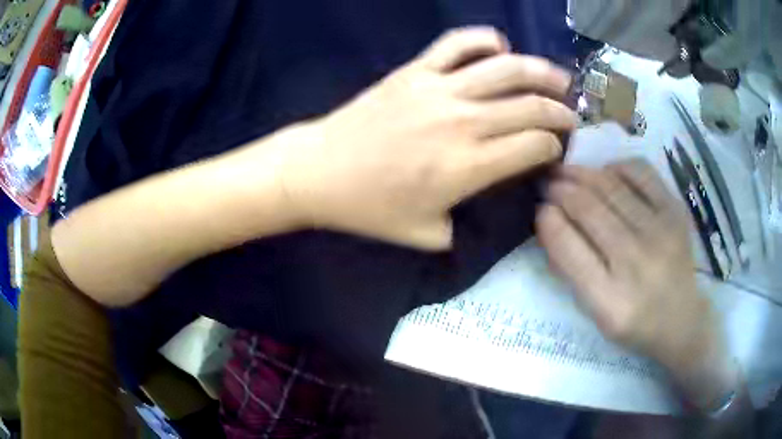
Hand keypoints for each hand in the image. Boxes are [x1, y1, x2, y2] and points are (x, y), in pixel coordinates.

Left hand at [277, 27, 574, 249]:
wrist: (319, 172)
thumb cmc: (370, 208)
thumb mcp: (426, 235)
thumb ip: (464, 225)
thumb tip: (485, 201)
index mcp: (468, 168)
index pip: (534, 147)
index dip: (553, 148)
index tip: (555, 150)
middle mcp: (463, 123)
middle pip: (531, 106)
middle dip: (560, 111)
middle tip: (571, 115)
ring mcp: (438, 90)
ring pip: (506, 69)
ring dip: (542, 71)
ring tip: (559, 78)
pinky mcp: (415, 71)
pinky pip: (458, 43)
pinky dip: (484, 39)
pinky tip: (499, 47)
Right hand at [536, 160, 733, 406]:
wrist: (681, 319)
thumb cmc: (634, 321)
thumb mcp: (596, 312)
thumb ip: (572, 270)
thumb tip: (550, 223)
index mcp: (610, 300)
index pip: (568, 248)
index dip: (548, 221)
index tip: (539, 209)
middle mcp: (636, 262)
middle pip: (589, 209)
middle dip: (560, 190)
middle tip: (547, 182)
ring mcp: (660, 232)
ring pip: (611, 187)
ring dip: (581, 174)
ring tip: (567, 171)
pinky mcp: (675, 211)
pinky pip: (641, 173)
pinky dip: (618, 167)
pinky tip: (607, 172)